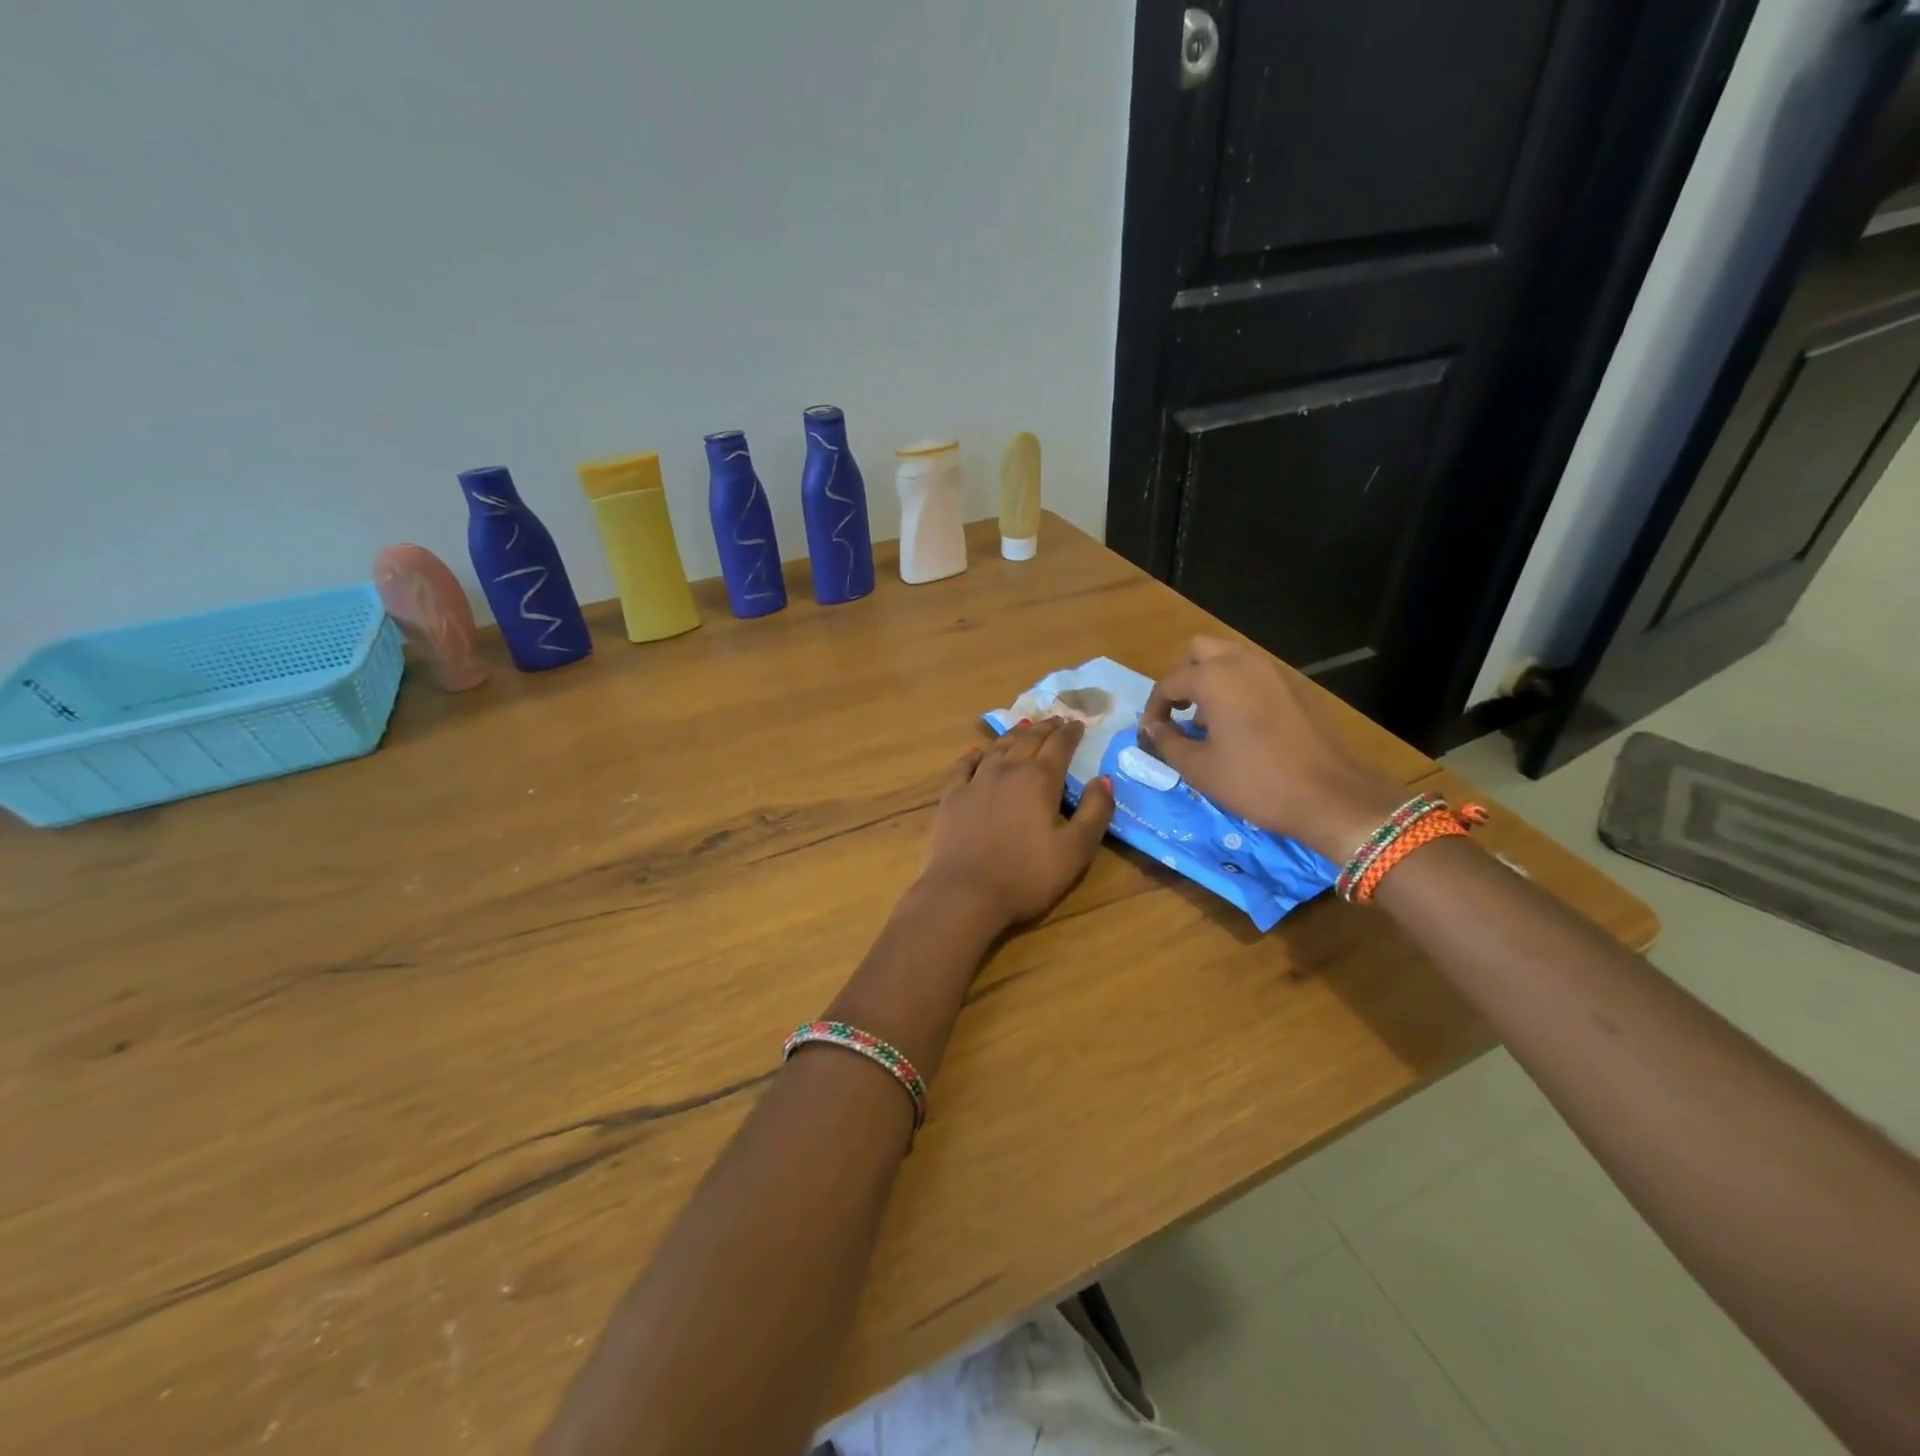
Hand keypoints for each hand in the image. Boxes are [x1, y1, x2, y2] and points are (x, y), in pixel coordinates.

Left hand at [918, 718, 1115, 929]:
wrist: (965, 893)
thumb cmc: (1027, 875)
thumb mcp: (1076, 850)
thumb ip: (1095, 811)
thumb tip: (1103, 779)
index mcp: (1040, 780)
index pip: (1060, 746)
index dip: (1071, 733)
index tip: (1078, 724)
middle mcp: (1007, 771)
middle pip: (1029, 740)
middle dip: (1045, 728)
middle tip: (1055, 719)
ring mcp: (976, 782)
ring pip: (997, 748)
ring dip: (1013, 735)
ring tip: (1023, 726)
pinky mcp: (952, 798)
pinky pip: (963, 767)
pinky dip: (973, 755)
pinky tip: (977, 752)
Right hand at [1140, 636, 1403, 860]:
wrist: (1329, 796)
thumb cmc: (1255, 782)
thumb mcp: (1199, 768)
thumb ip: (1167, 741)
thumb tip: (1152, 727)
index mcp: (1214, 678)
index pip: (1169, 682)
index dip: (1153, 708)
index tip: (1150, 732)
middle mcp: (1242, 663)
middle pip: (1199, 651)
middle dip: (1183, 677)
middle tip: (1178, 712)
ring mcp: (1273, 672)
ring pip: (1229, 659)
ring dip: (1210, 680)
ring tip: (1207, 722)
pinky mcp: (1294, 687)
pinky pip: (1253, 675)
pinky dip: (1237, 688)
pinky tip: (1239, 727)